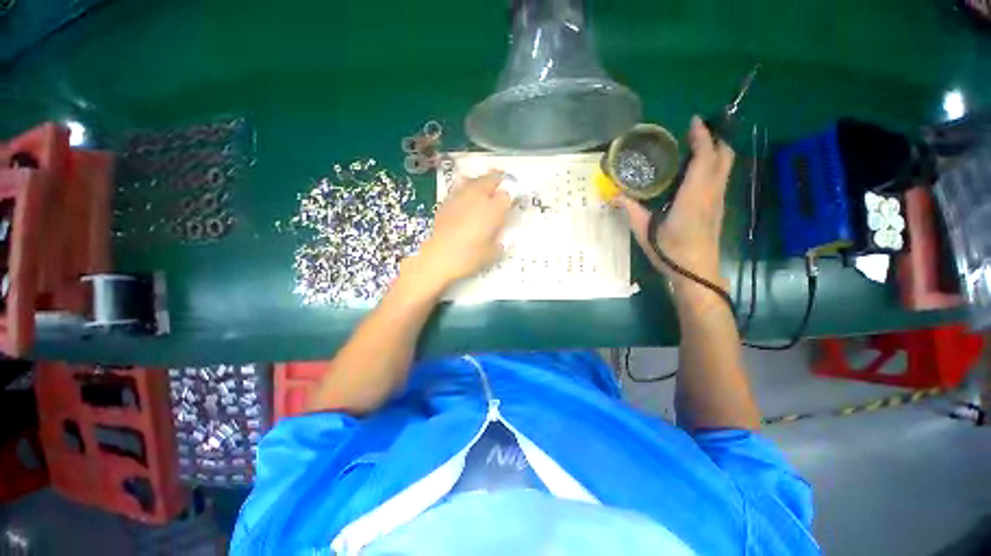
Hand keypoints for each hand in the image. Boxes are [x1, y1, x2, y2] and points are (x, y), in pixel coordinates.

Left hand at [407, 171, 511, 290]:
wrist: (435, 257)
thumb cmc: (466, 257)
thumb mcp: (491, 254)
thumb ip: (499, 242)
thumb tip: (501, 239)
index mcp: (493, 209)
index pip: (507, 195)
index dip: (512, 197)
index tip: (512, 203)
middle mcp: (477, 197)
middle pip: (490, 179)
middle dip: (498, 180)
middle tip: (502, 184)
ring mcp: (460, 197)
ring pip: (474, 180)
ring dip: (482, 181)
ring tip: (485, 186)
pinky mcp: (446, 201)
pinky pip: (460, 188)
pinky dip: (467, 189)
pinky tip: (467, 198)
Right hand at [619, 116, 734, 301]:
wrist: (696, 273)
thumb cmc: (670, 252)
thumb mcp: (645, 231)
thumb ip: (631, 210)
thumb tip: (613, 196)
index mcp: (694, 196)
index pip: (705, 158)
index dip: (702, 137)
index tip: (693, 121)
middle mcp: (711, 193)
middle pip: (724, 157)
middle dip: (715, 139)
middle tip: (697, 132)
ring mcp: (718, 201)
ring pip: (725, 167)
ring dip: (716, 151)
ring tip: (697, 146)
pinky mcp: (719, 209)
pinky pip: (721, 178)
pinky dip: (714, 165)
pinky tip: (698, 171)